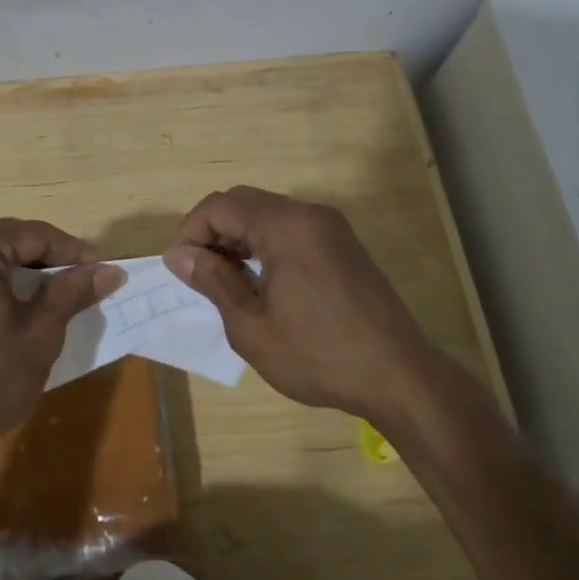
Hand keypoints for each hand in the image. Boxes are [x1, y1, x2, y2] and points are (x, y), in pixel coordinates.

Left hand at [0, 216, 122, 470]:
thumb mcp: (38, 336)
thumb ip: (71, 293)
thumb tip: (109, 271)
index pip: (36, 236)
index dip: (75, 254)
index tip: (106, 272)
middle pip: (7, 243)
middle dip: (45, 264)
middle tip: (81, 288)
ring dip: (16, 276)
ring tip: (49, 301)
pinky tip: (7, 313)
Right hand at [163, 186, 439, 425]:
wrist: (400, 377)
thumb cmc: (319, 356)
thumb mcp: (252, 326)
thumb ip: (213, 281)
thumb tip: (178, 255)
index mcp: (286, 226)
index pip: (220, 206)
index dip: (191, 231)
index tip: (183, 270)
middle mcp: (310, 215)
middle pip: (244, 201)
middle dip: (213, 231)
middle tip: (201, 274)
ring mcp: (331, 228)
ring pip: (267, 213)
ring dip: (238, 237)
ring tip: (227, 281)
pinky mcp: (343, 245)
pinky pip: (291, 228)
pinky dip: (265, 243)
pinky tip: (261, 280)